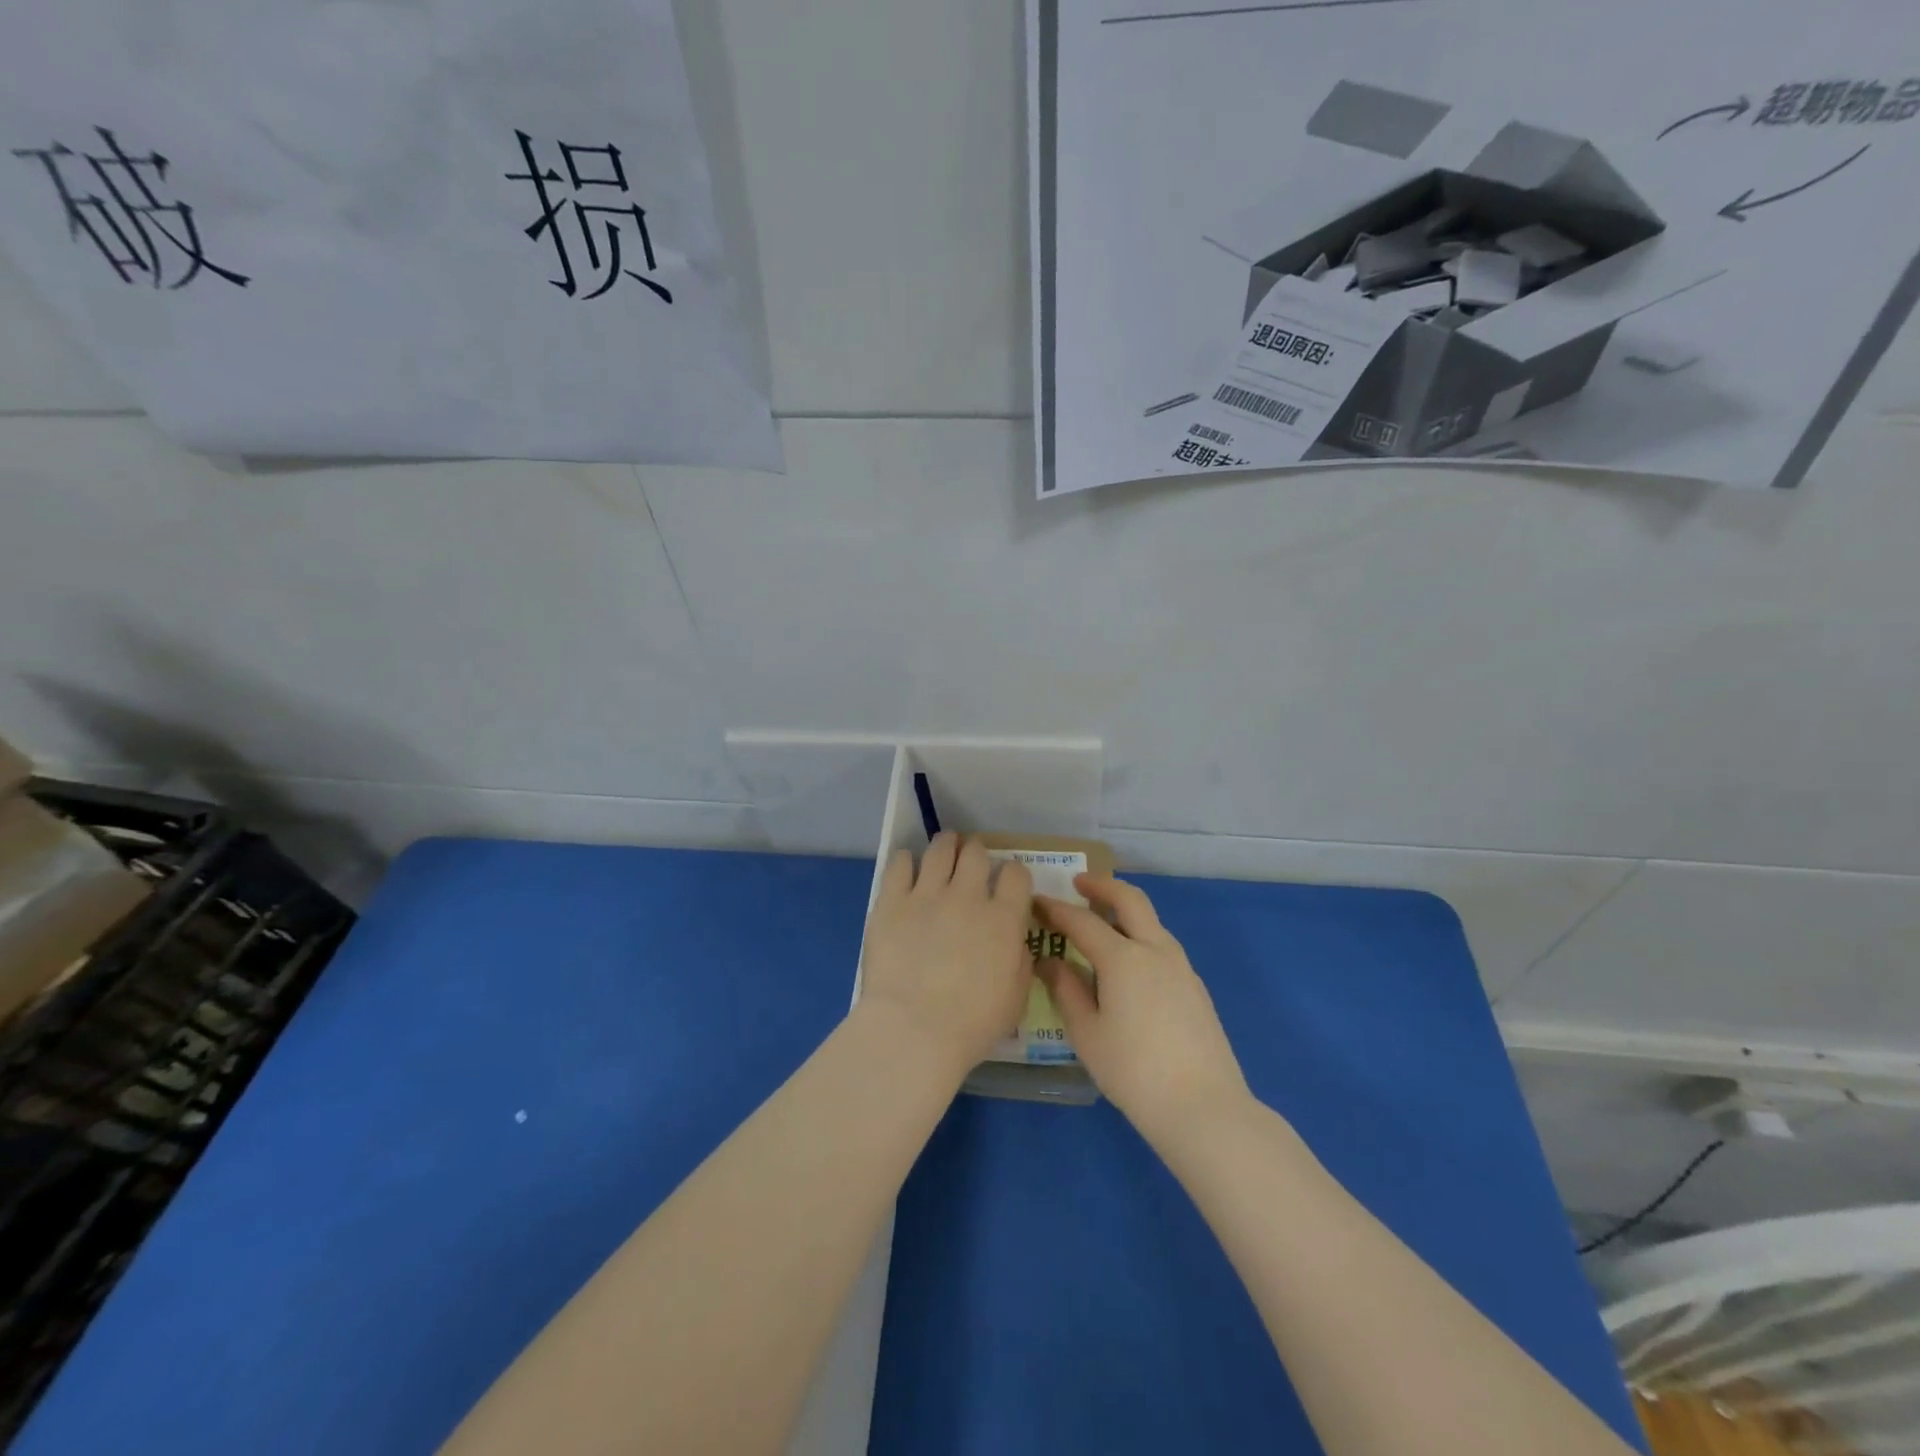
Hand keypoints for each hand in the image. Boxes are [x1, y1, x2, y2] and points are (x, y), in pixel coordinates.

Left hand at [857, 833, 1035, 1081]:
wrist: (914, 1029)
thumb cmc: (972, 1023)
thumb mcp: (1016, 997)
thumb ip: (1019, 959)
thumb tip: (1013, 939)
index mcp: (1004, 918)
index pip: (1016, 873)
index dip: (1013, 874)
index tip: (1006, 884)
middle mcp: (968, 895)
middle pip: (976, 853)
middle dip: (976, 853)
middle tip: (971, 864)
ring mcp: (927, 894)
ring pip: (940, 849)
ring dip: (946, 846)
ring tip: (944, 850)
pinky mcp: (891, 901)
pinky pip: (899, 864)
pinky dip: (905, 861)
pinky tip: (906, 866)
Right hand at [1035, 876, 1251, 1146]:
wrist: (1204, 1108)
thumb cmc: (1134, 1072)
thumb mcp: (1087, 1034)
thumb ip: (1066, 990)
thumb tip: (1049, 961)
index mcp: (1123, 958)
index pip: (1082, 921)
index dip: (1056, 909)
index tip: (1036, 901)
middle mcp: (1155, 950)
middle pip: (1129, 900)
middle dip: (1102, 886)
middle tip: (1078, 884)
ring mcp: (1181, 967)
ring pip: (1151, 921)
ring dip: (1124, 910)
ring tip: (1100, 922)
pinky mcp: (1195, 987)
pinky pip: (1162, 945)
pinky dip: (1140, 936)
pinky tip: (1128, 963)